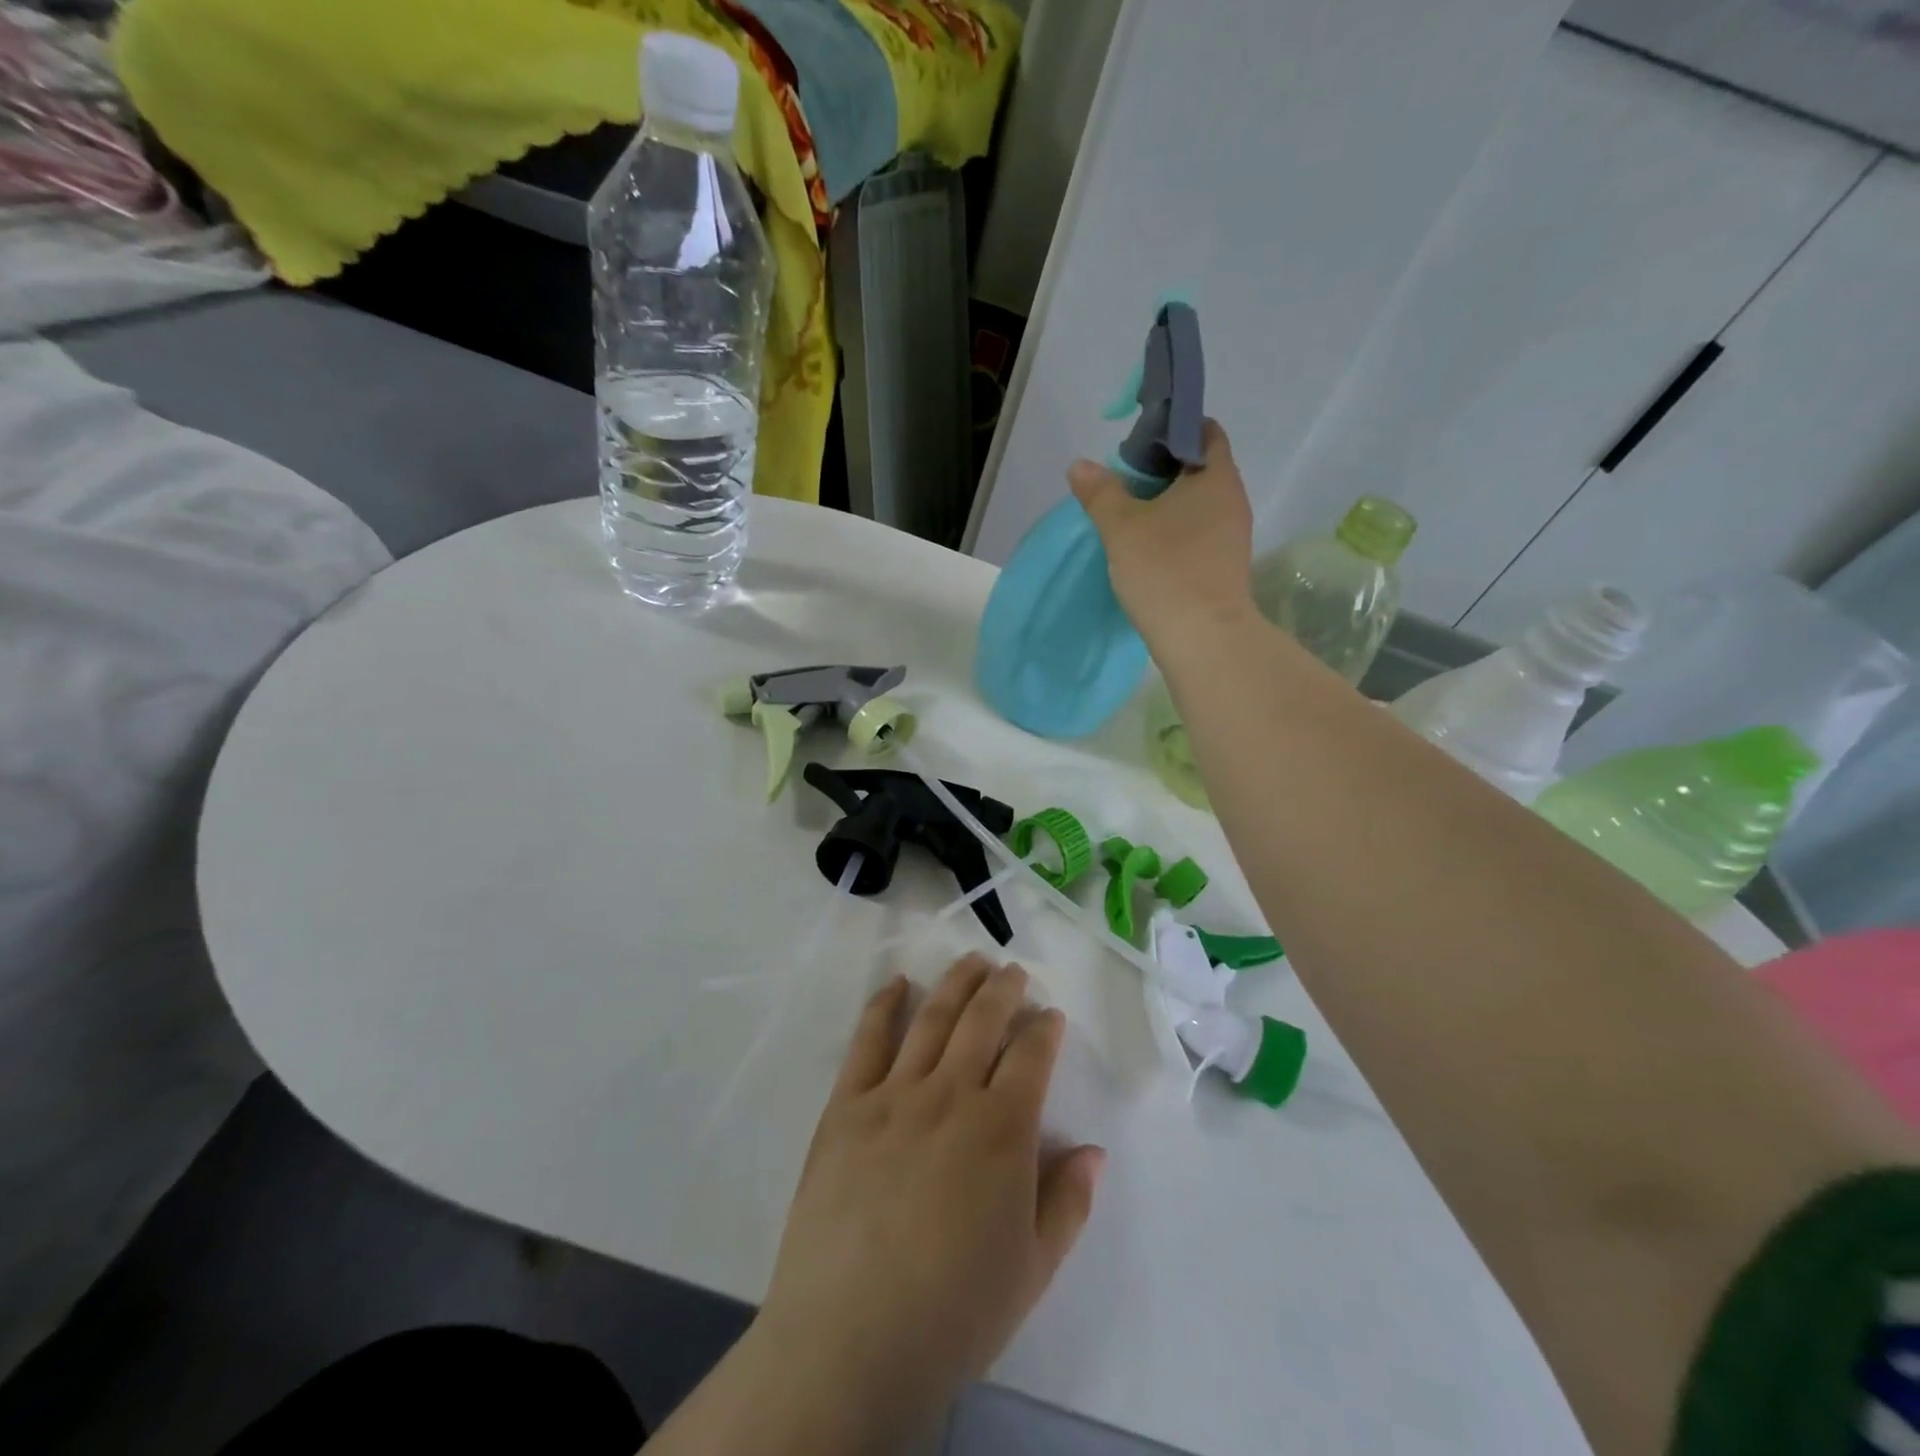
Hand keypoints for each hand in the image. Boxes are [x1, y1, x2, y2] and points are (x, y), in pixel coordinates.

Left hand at [754, 956, 1105, 1427]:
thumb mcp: (1033, 1269)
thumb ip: (1068, 1202)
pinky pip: (868, 1040)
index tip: (1050, 1014)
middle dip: (1004, 988)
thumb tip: (1091, 1150)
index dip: (1044, 1028)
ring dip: (956, 983)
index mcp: (1002, 1130)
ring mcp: (894, 1094)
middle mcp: (951, 1095)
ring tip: (971, 961)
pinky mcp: (846, 1105)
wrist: (850, 1341)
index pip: (1031, 1056)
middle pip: (983, 1021)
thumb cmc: (954, 1312)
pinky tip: (897, 984)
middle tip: (1013, 971)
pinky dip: (884, 1004)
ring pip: (932, 1018)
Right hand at [1070, 418, 1256, 648]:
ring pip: (1199, 506)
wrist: (1202, 638)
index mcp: (1216, 477)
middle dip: (1164, 471)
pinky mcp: (1225, 568)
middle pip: (1200, 470)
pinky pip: (1199, 535)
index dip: (1173, 429)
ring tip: (1131, 518)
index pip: (1204, 432)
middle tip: (1124, 482)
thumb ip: (1101, 493)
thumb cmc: (1165, 569)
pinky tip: (1148, 550)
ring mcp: (1233, 537)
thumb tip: (1080, 466)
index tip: (1140, 443)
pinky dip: (1176, 533)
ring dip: (1168, 506)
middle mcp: (1232, 500)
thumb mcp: (1122, 527)